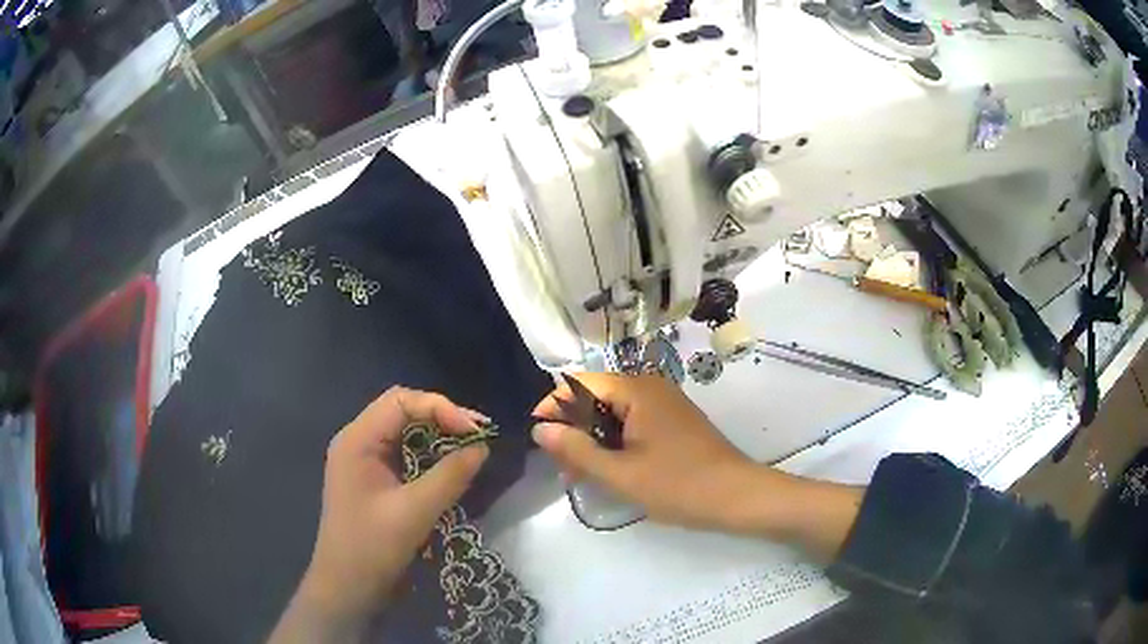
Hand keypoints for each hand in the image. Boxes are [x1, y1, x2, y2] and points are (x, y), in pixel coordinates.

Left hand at [274, 387, 487, 641]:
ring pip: (406, 433)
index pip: (401, 401)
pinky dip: (431, 457)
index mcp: (357, 440)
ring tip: (472, 448)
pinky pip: (405, 456)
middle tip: (480, 436)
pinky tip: (452, 468)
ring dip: (439, 437)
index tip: (475, 432)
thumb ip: (450, 476)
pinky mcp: (374, 481)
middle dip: (443, 418)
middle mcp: (358, 442)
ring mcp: (365, 462)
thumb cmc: (372, 548)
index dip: (441, 408)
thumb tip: (482, 446)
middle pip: (403, 411)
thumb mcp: (414, 512)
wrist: (347, 588)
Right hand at [532, 373, 762, 532]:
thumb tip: (540, 429)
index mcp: (636, 390)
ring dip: (592, 438)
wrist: (737, 496)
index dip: (553, 406)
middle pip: (595, 396)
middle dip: (573, 428)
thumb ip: (576, 450)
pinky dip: (614, 442)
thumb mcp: (620, 473)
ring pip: (613, 412)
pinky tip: (608, 469)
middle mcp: (650, 387)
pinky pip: (632, 422)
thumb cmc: (678, 485)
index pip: (579, 383)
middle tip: (562, 466)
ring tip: (580, 474)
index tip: (539, 438)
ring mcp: (664, 404)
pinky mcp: (673, 421)